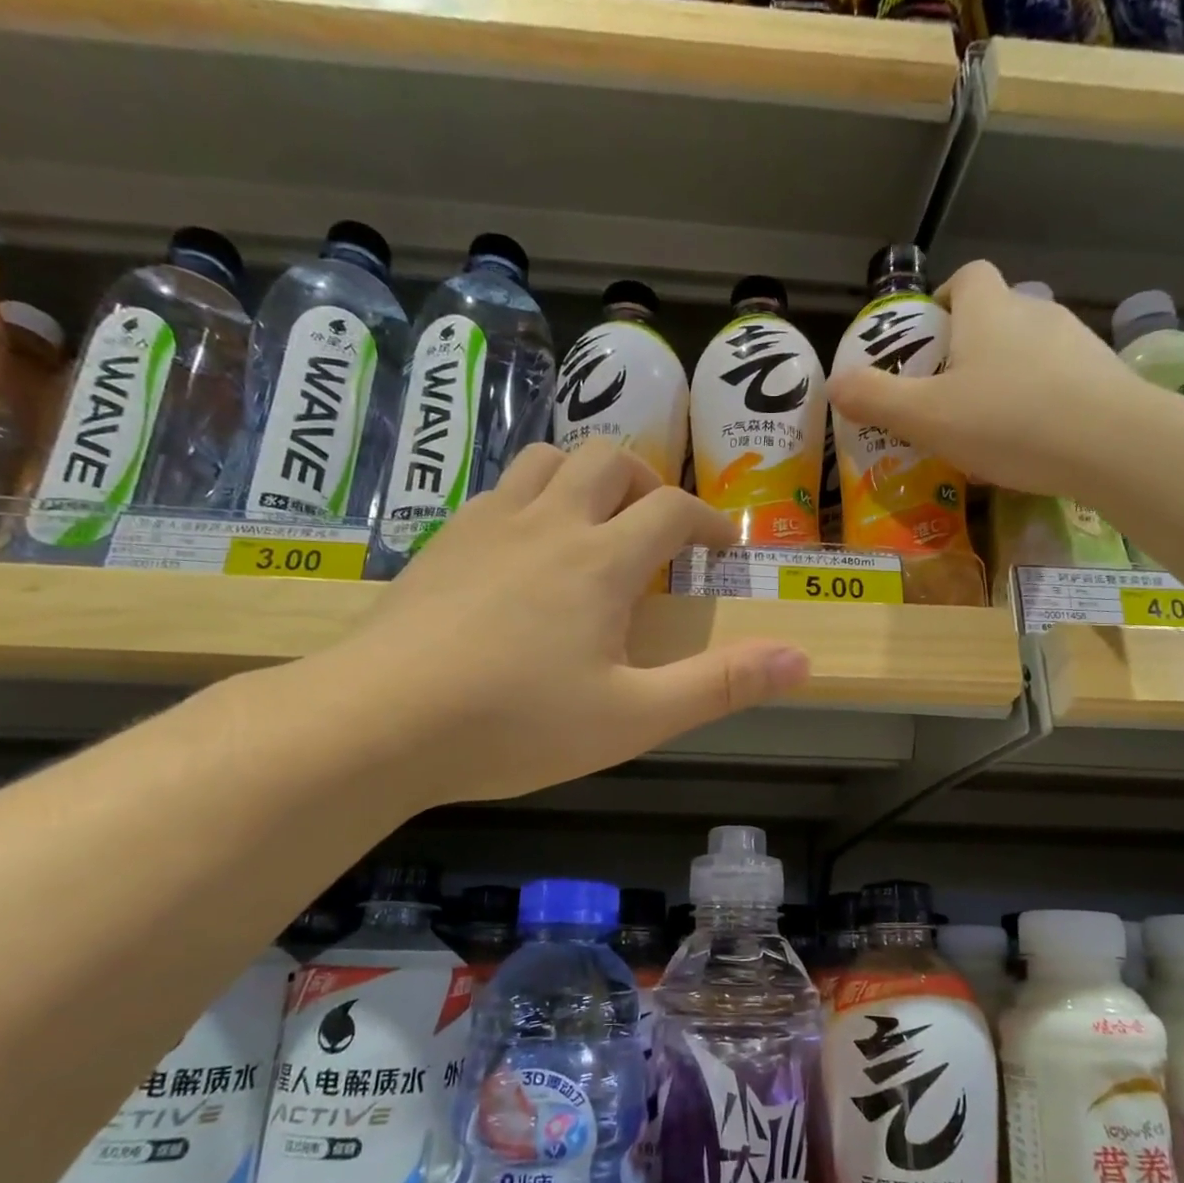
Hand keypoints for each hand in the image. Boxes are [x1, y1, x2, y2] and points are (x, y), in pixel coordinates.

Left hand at [315, 442, 809, 805]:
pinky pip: (498, 490)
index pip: (671, 512)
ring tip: (597, 520)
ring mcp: (487, 525)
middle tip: (661, 527)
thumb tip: (803, 659)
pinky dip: (531, 497)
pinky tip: (525, 546)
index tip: (723, 546)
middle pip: (609, 461)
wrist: (380, 721)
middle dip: (649, 483)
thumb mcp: (634, 717)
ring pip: (546, 459)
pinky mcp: (441, 542)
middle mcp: (548, 522)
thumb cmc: (517, 723)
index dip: (708, 522)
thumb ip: (720, 685)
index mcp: (600, 560)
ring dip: (586, 475)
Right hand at [827, 261, 1155, 497]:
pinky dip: (1037, 399)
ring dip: (1003, 376)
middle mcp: (1034, 312)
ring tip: (985, 425)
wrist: (1112, 444)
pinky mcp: (1102, 375)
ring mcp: (1075, 342)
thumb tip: (835, 382)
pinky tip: (1028, 440)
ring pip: (1027, 349)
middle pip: (995, 315)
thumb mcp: (926, 417)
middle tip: (943, 396)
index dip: (942, 299)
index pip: (966, 278)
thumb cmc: (1007, 421)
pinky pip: (1057, 379)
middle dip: (967, 347)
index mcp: (988, 311)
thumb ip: (877, 399)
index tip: (925, 338)